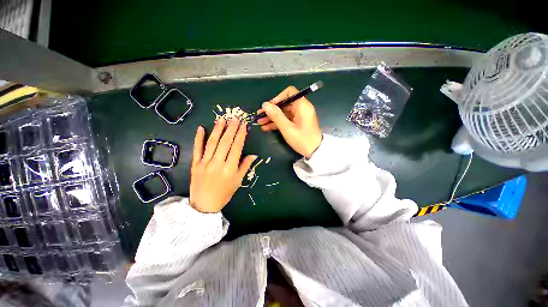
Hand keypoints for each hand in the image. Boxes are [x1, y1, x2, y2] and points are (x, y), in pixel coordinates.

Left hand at [190, 118, 256, 212]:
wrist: (204, 205)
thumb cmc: (224, 193)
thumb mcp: (238, 181)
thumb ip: (245, 166)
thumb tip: (254, 155)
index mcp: (230, 168)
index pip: (236, 147)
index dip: (240, 135)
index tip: (243, 125)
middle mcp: (217, 163)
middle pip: (225, 142)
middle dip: (231, 129)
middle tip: (235, 118)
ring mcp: (205, 162)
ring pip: (212, 143)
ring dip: (217, 130)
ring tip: (222, 119)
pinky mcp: (195, 164)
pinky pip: (197, 149)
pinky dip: (198, 138)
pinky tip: (201, 128)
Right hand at [258, 86, 322, 157]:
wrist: (315, 152)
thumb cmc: (302, 140)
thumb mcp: (287, 128)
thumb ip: (276, 115)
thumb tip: (265, 104)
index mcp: (302, 106)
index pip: (290, 92)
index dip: (278, 98)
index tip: (269, 107)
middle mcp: (301, 108)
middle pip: (284, 104)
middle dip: (271, 110)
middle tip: (259, 116)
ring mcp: (299, 116)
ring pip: (283, 112)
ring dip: (272, 117)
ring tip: (260, 123)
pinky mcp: (297, 122)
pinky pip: (286, 119)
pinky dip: (277, 122)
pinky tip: (266, 127)